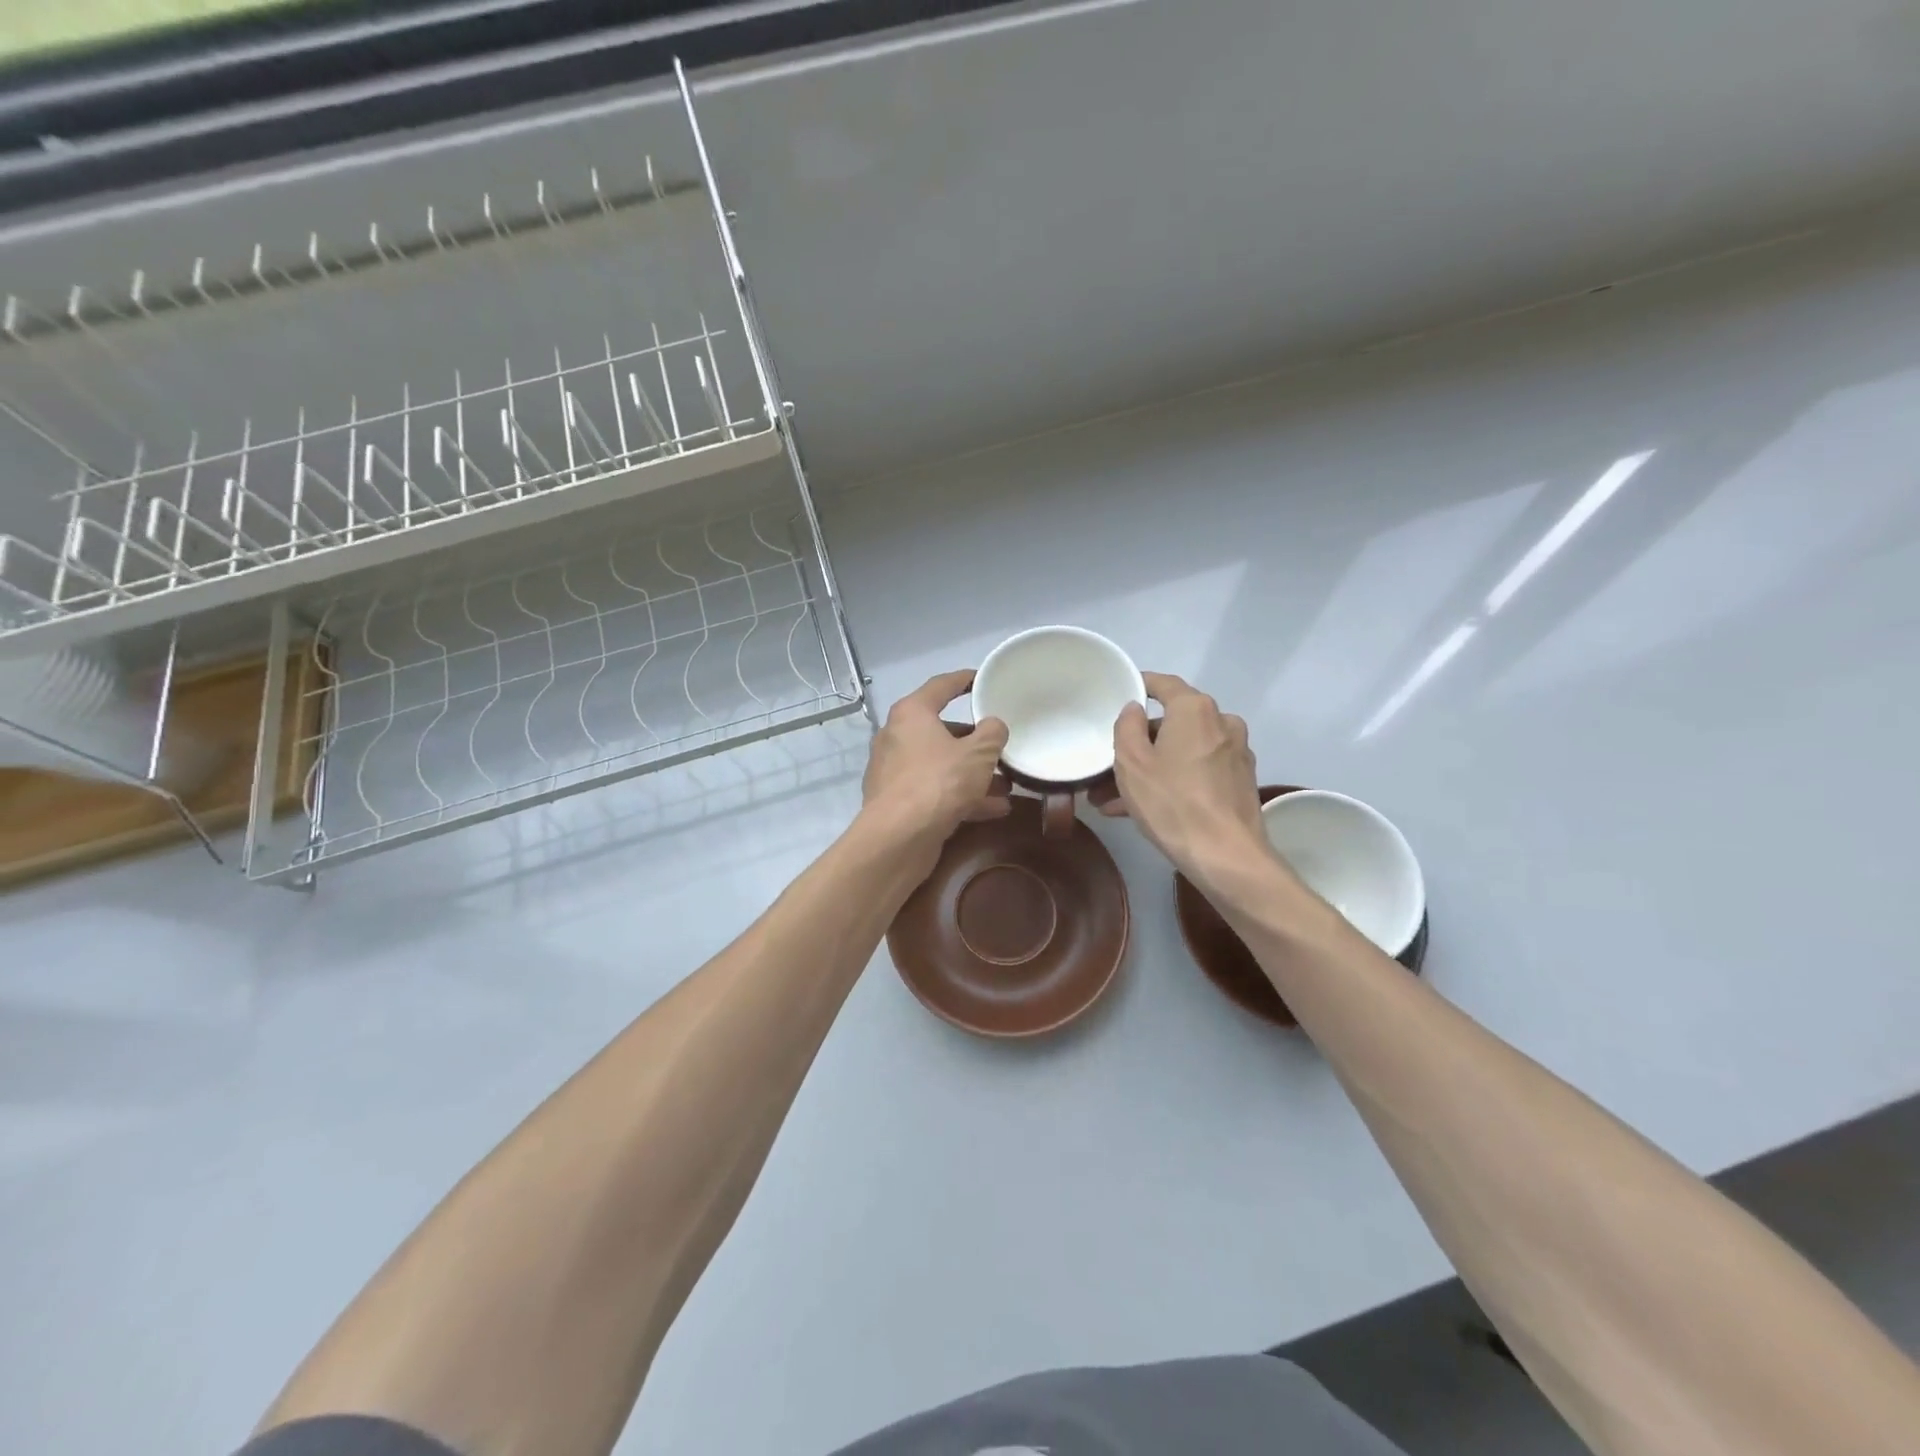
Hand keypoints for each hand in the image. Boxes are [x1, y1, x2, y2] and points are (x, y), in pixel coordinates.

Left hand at [861, 670, 1010, 854]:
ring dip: (973, 774)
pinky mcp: (898, 802)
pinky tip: (994, 810)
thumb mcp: (978, 754)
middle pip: (942, 730)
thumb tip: (993, 726)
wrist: (899, 838)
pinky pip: (936, 790)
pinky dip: (962, 796)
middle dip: (975, 742)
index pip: (941, 686)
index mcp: (912, 714)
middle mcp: (897, 737)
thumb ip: (992, 733)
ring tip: (1007, 784)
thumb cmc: (939, 782)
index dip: (964, 680)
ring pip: (941, 765)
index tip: (982, 679)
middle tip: (1000, 746)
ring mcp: (894, 771)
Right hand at [1097, 672, 1269, 887]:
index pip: (1163, 684)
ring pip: (1181, 752)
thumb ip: (1126, 726)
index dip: (1139, 685)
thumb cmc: (1171, 802)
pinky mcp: (1239, 781)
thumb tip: (1134, 709)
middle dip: (1137, 745)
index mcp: (1195, 709)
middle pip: (1171, 723)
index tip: (1119, 693)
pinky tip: (1142, 810)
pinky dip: (1171, 782)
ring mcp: (1234, 753)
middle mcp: (1221, 722)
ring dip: (1150, 769)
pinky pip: (1196, 772)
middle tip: (1107, 766)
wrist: (1225, 855)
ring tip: (1113, 799)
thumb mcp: (1131, 763)